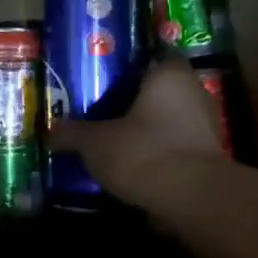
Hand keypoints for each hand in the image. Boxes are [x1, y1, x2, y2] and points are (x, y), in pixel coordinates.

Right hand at [49, 59, 223, 205]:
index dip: (124, 70)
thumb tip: (50, 133)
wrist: (191, 199)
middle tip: (99, 114)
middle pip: (157, 92)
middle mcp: (194, 92)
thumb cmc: (142, 152)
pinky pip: (174, 147)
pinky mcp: (208, 158)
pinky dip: (155, 154)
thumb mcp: (94, 142)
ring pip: (167, 121)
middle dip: (132, 104)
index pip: (148, 59)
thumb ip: (72, 134)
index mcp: (168, 75)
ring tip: (112, 143)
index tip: (101, 83)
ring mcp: (206, 126)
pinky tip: (131, 166)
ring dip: (145, 131)